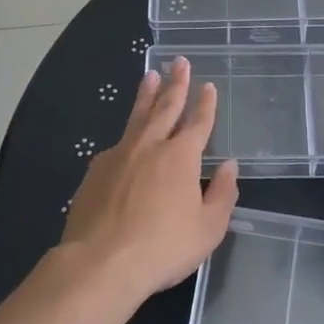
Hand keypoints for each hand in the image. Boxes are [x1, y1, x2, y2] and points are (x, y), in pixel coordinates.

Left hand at [60, 57, 239, 303]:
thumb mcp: (207, 229)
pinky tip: (125, 140)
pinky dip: (126, 135)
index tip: (207, 86)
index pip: (197, 122)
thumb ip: (222, 194)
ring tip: (150, 76)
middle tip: (179, 61)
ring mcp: (118, 155)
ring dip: (146, 95)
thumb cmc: (162, 247)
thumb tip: (229, 166)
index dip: (205, 104)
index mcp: (181, 157)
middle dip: (175, 83)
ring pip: (137, 117)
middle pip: (165, 107)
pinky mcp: (95, 171)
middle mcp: (150, 146)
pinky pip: (116, 145)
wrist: (100, 262)